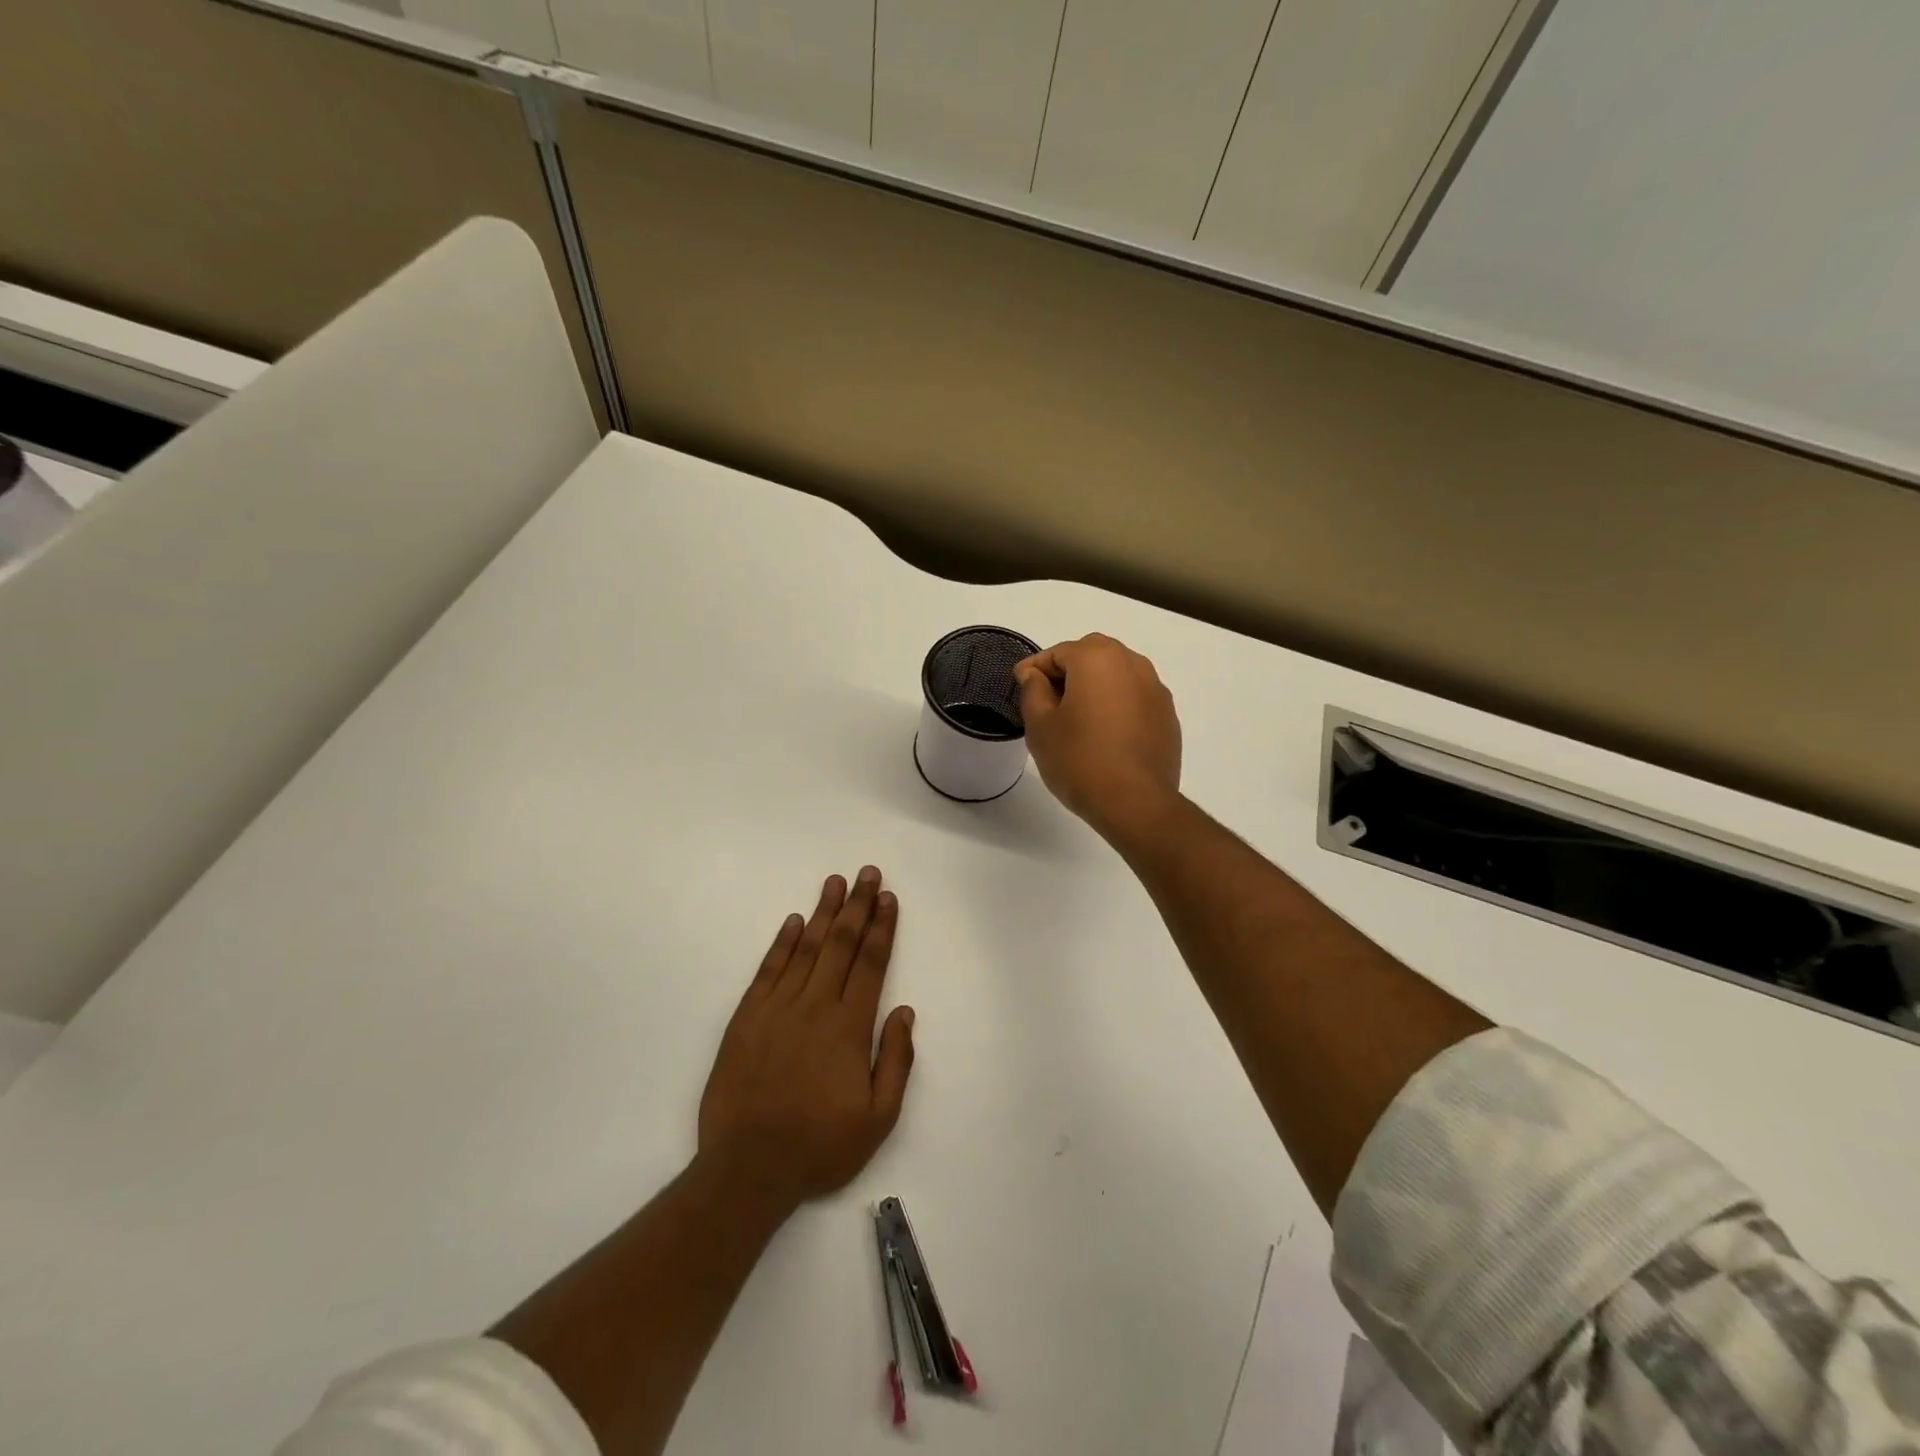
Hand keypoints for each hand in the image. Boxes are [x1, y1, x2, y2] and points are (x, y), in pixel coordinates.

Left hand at [697, 867, 915, 1214]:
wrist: (748, 1169)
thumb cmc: (820, 1146)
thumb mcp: (878, 1118)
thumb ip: (896, 1061)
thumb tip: (905, 1012)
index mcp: (849, 1027)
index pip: (870, 964)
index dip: (881, 927)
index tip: (888, 898)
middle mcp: (815, 1006)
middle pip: (841, 945)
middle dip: (857, 906)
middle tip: (867, 873)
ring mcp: (777, 1008)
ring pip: (806, 949)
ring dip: (823, 913)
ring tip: (835, 882)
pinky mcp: (747, 1018)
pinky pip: (768, 971)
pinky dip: (782, 943)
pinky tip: (793, 922)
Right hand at [1015, 633, 1181, 839]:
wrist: (1135, 803)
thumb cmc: (1079, 760)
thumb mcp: (1040, 725)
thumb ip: (1033, 690)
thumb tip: (1034, 674)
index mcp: (1097, 658)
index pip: (1057, 652)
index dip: (1034, 669)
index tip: (1020, 687)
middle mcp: (1132, 663)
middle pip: (1091, 656)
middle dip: (1067, 672)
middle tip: (1047, 702)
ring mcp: (1155, 689)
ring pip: (1117, 675)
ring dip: (1095, 687)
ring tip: (1077, 719)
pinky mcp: (1167, 715)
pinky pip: (1135, 698)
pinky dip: (1117, 706)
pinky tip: (1105, 735)